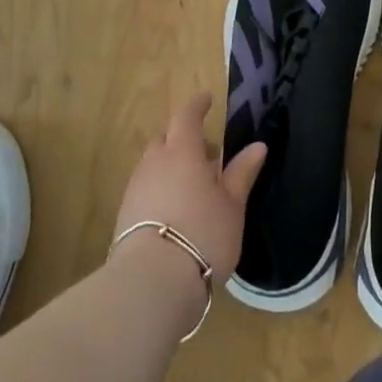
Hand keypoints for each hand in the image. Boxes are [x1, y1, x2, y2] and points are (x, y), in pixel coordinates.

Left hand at [112, 93, 265, 287]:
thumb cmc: (203, 234)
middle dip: (184, 140)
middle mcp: (154, 163)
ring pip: (154, 165)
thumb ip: (241, 173)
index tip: (206, 99)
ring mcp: (135, 189)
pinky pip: (145, 189)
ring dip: (172, 167)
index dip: (197, 106)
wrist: (151, 282)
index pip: (186, 117)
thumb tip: (258, 146)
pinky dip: (161, 189)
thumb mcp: (232, 205)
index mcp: (182, 152)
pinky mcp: (124, 216)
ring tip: (194, 188)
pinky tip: (176, 211)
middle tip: (207, 156)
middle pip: (166, 140)